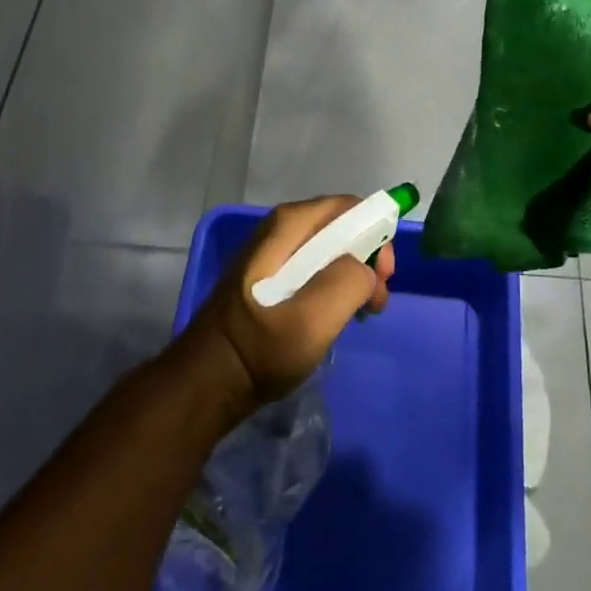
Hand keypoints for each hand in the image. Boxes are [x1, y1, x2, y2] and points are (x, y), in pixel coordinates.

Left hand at [178, 197, 395, 411]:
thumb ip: (346, 283)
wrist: (208, 384)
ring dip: (356, 276)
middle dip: (368, 259)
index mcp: (288, 226)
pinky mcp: (272, 277)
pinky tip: (339, 317)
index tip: (382, 276)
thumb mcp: (310, 321)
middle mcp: (281, 229)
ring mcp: (275, 253)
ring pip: (332, 250)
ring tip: (363, 313)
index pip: (348, 207)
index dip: (375, 235)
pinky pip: (317, 267)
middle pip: (342, 227)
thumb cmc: (259, 349)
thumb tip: (365, 269)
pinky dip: (337, 286)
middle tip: (375, 301)